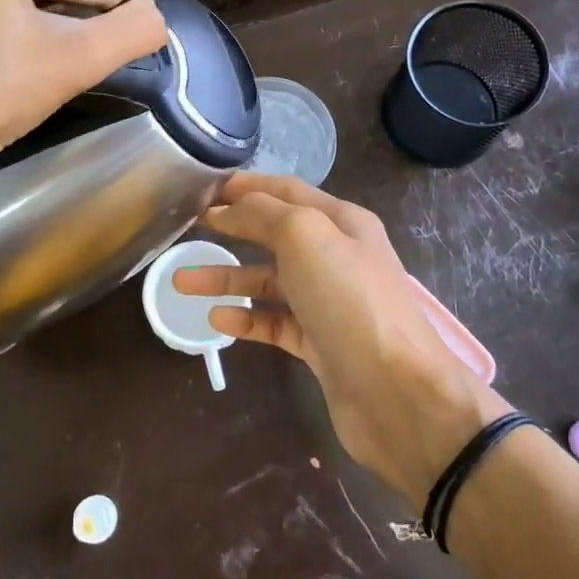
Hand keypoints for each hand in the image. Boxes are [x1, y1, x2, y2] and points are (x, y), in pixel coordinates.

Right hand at [175, 173, 508, 508]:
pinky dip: (245, 319)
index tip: (204, 188)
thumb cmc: (349, 299)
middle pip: (275, 235)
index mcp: (341, 222)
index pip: (287, 191)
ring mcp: (327, 303)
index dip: (246, 186)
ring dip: (227, 279)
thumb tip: (230, 207)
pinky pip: (274, 323)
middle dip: (233, 229)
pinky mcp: (318, 343)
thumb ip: (264, 213)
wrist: (396, 392)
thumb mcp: (305, 236)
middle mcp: (336, 257)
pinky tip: (217, 320)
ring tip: (181, 281)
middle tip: (190, 227)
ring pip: (268, 282)